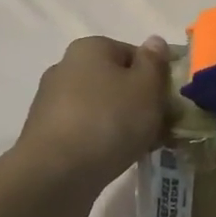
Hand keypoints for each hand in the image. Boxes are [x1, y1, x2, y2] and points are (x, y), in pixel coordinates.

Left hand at [12, 35, 172, 202]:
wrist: (56, 175)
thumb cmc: (109, 121)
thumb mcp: (146, 87)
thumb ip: (154, 62)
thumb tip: (154, 41)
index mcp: (89, 48)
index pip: (133, 54)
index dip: (156, 77)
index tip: (169, 103)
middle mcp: (65, 68)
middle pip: (115, 81)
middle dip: (139, 103)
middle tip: (160, 128)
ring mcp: (52, 102)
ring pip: (101, 108)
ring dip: (122, 124)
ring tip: (141, 148)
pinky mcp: (46, 134)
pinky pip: (85, 131)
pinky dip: (101, 142)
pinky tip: (115, 160)